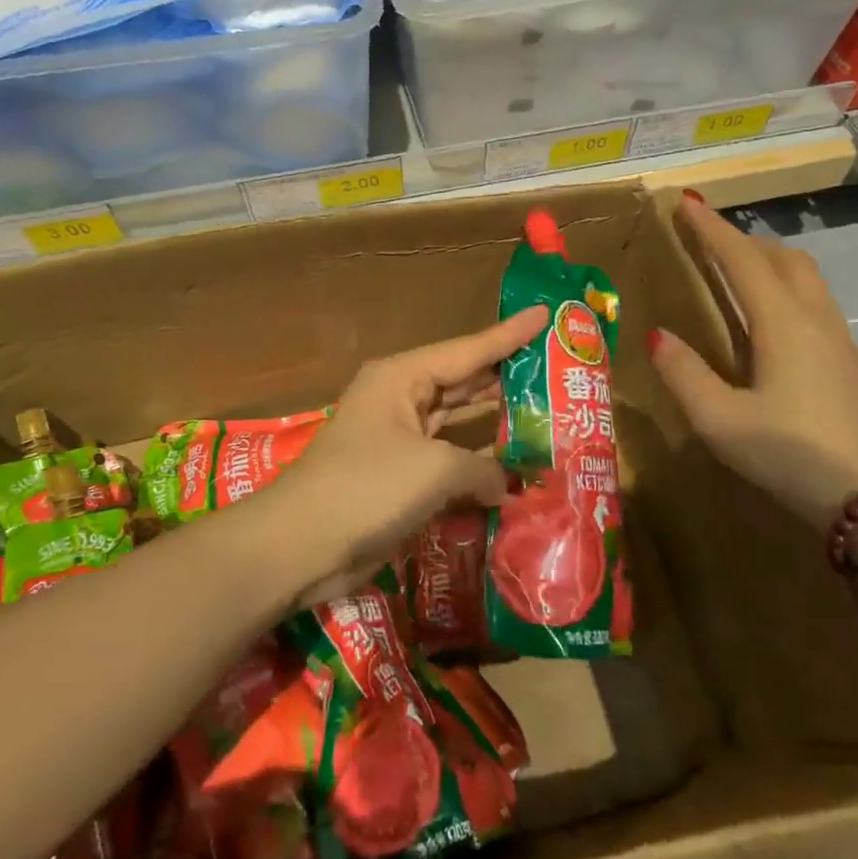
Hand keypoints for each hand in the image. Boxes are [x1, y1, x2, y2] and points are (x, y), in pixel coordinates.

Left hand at [255, 306, 549, 603]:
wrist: (302, 544)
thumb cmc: (367, 486)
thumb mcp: (434, 469)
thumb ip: (482, 468)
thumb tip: (506, 484)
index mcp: (402, 377)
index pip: (468, 349)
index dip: (509, 334)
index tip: (545, 314)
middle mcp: (400, 398)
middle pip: (463, 380)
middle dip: (505, 375)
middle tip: (555, 368)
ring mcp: (398, 438)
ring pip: (457, 420)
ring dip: (495, 420)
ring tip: (544, 409)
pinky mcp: (398, 475)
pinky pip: (447, 458)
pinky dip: (477, 462)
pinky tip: (513, 465)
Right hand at [647, 197, 857, 526]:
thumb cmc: (791, 456)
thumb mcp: (721, 421)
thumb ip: (684, 374)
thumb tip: (656, 336)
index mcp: (782, 323)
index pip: (741, 259)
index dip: (711, 229)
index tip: (686, 202)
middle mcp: (814, 319)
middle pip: (782, 257)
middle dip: (742, 239)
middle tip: (706, 237)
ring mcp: (838, 339)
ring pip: (804, 277)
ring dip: (767, 259)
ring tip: (735, 268)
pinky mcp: (848, 362)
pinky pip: (813, 300)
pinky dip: (783, 285)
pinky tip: (768, 316)